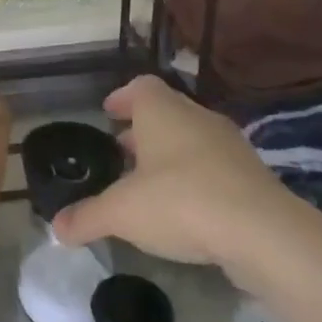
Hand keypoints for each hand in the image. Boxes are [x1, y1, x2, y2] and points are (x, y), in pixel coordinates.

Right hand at [51, 74, 301, 275]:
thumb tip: (56, 229)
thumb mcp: (122, 213)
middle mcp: (197, 118)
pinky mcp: (253, 177)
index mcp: (163, 112)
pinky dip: (196, 180)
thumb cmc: (181, 202)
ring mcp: (230, 146)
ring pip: (192, 140)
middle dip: (142, 131)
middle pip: (166, 112)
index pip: (140, 87)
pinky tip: (185, 210)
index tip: (108, 113)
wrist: (265, 234)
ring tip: (149, 185)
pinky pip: (215, 168)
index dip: (121, 98)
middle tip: (121, 153)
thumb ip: (87, 217)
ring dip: (170, 156)